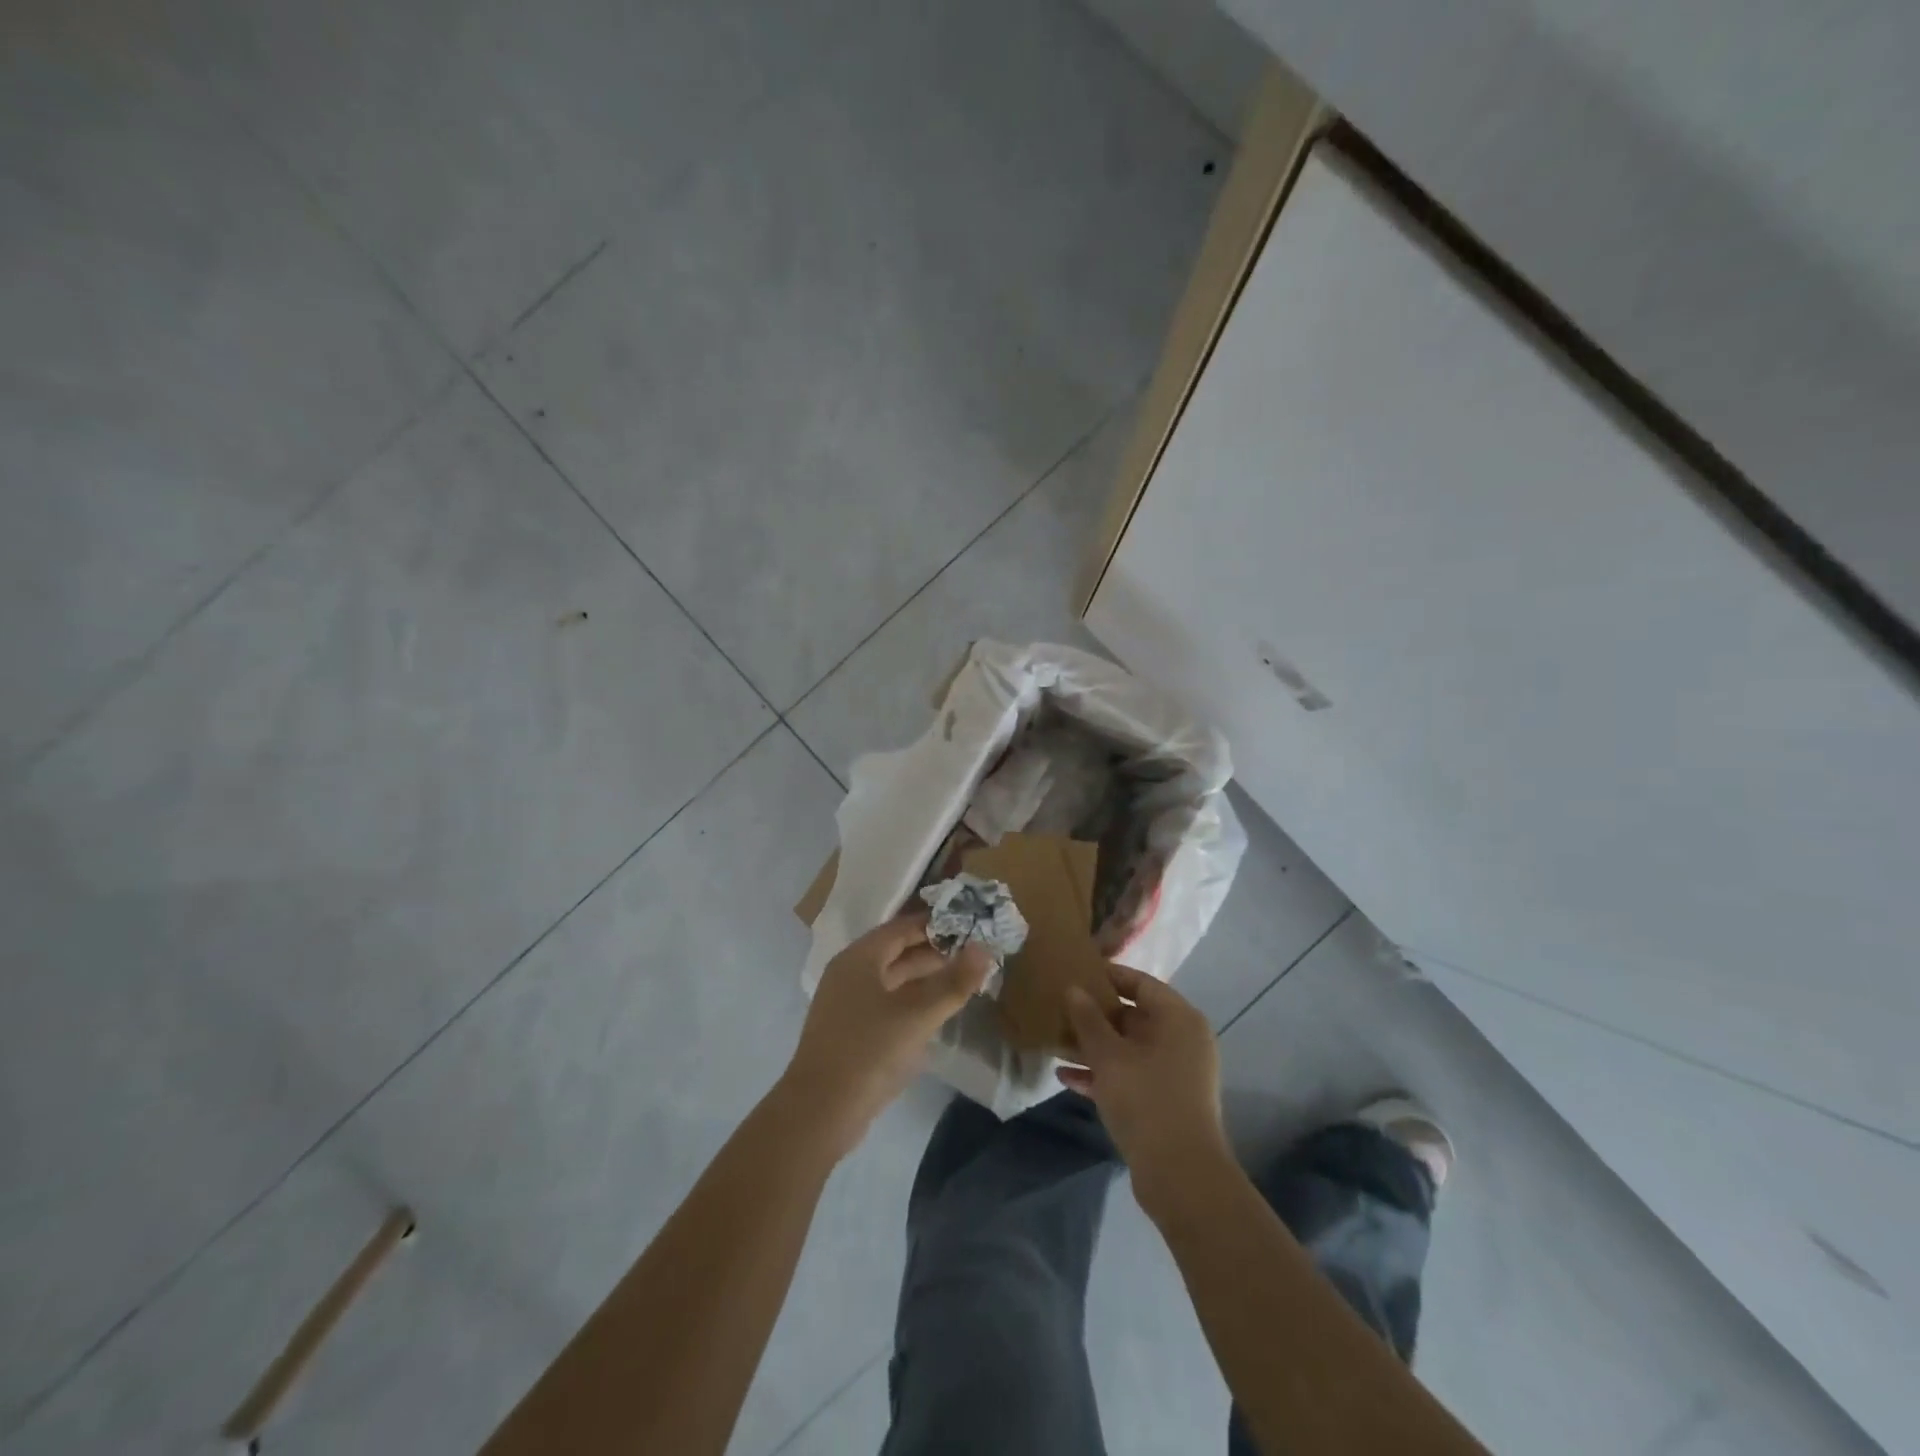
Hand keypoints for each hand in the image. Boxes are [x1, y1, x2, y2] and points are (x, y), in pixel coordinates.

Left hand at [780, 913, 990, 1158]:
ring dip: (924, 978)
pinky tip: (935, 1011)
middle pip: (896, 952)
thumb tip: (984, 949)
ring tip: (961, 980)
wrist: (820, 1112)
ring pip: (892, 979)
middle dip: (933, 952)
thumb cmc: (869, 1052)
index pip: (901, 928)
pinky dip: (911, 1000)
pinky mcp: (850, 1030)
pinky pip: (886, 1002)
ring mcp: (847, 1003)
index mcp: (859, 958)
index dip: (935, 925)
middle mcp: (849, 973)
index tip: (969, 925)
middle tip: (973, 954)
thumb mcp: (918, 1016)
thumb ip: (953, 983)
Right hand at [1058, 963, 1228, 1197]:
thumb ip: (1088, 1019)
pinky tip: (1065, 1077)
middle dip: (1095, 1015)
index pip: (1141, 983)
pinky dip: (1102, 1074)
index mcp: (1179, 1019)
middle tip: (1059, 1007)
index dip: (1108, 976)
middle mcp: (1182, 1040)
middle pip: (1134, 1016)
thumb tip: (1073, 989)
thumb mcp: (1109, 1056)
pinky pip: (1130, 1075)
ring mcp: (1174, 1073)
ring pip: (1128, 1048)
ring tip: (1055, 1041)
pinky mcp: (1164, 1101)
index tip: (1076, 972)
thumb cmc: (1146, 1100)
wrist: (1180, 1176)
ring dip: (1093, 1046)